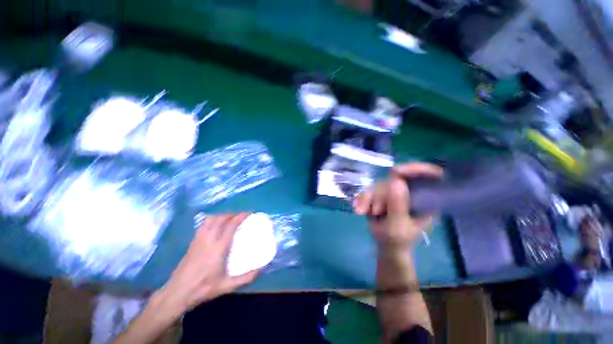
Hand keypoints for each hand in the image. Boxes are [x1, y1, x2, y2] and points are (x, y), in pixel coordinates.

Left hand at [155, 214, 258, 316]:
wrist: (177, 293)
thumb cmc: (203, 288)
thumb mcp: (227, 286)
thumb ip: (246, 278)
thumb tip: (262, 269)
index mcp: (219, 247)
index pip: (231, 225)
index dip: (241, 216)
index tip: (249, 213)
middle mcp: (209, 239)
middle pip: (221, 218)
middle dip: (232, 214)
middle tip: (241, 217)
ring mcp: (199, 239)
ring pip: (211, 219)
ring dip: (222, 216)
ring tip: (229, 219)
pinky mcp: (193, 242)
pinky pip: (204, 224)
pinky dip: (212, 220)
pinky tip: (215, 227)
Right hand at [353, 163, 442, 250]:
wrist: (386, 246)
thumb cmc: (398, 240)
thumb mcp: (398, 226)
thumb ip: (397, 206)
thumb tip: (396, 181)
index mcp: (425, 198)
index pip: (429, 175)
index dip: (415, 168)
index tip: (396, 171)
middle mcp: (410, 191)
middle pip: (395, 179)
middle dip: (381, 194)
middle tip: (376, 211)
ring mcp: (395, 192)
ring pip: (379, 184)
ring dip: (369, 198)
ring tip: (364, 213)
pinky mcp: (381, 194)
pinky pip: (369, 189)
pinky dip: (362, 199)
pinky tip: (360, 209)